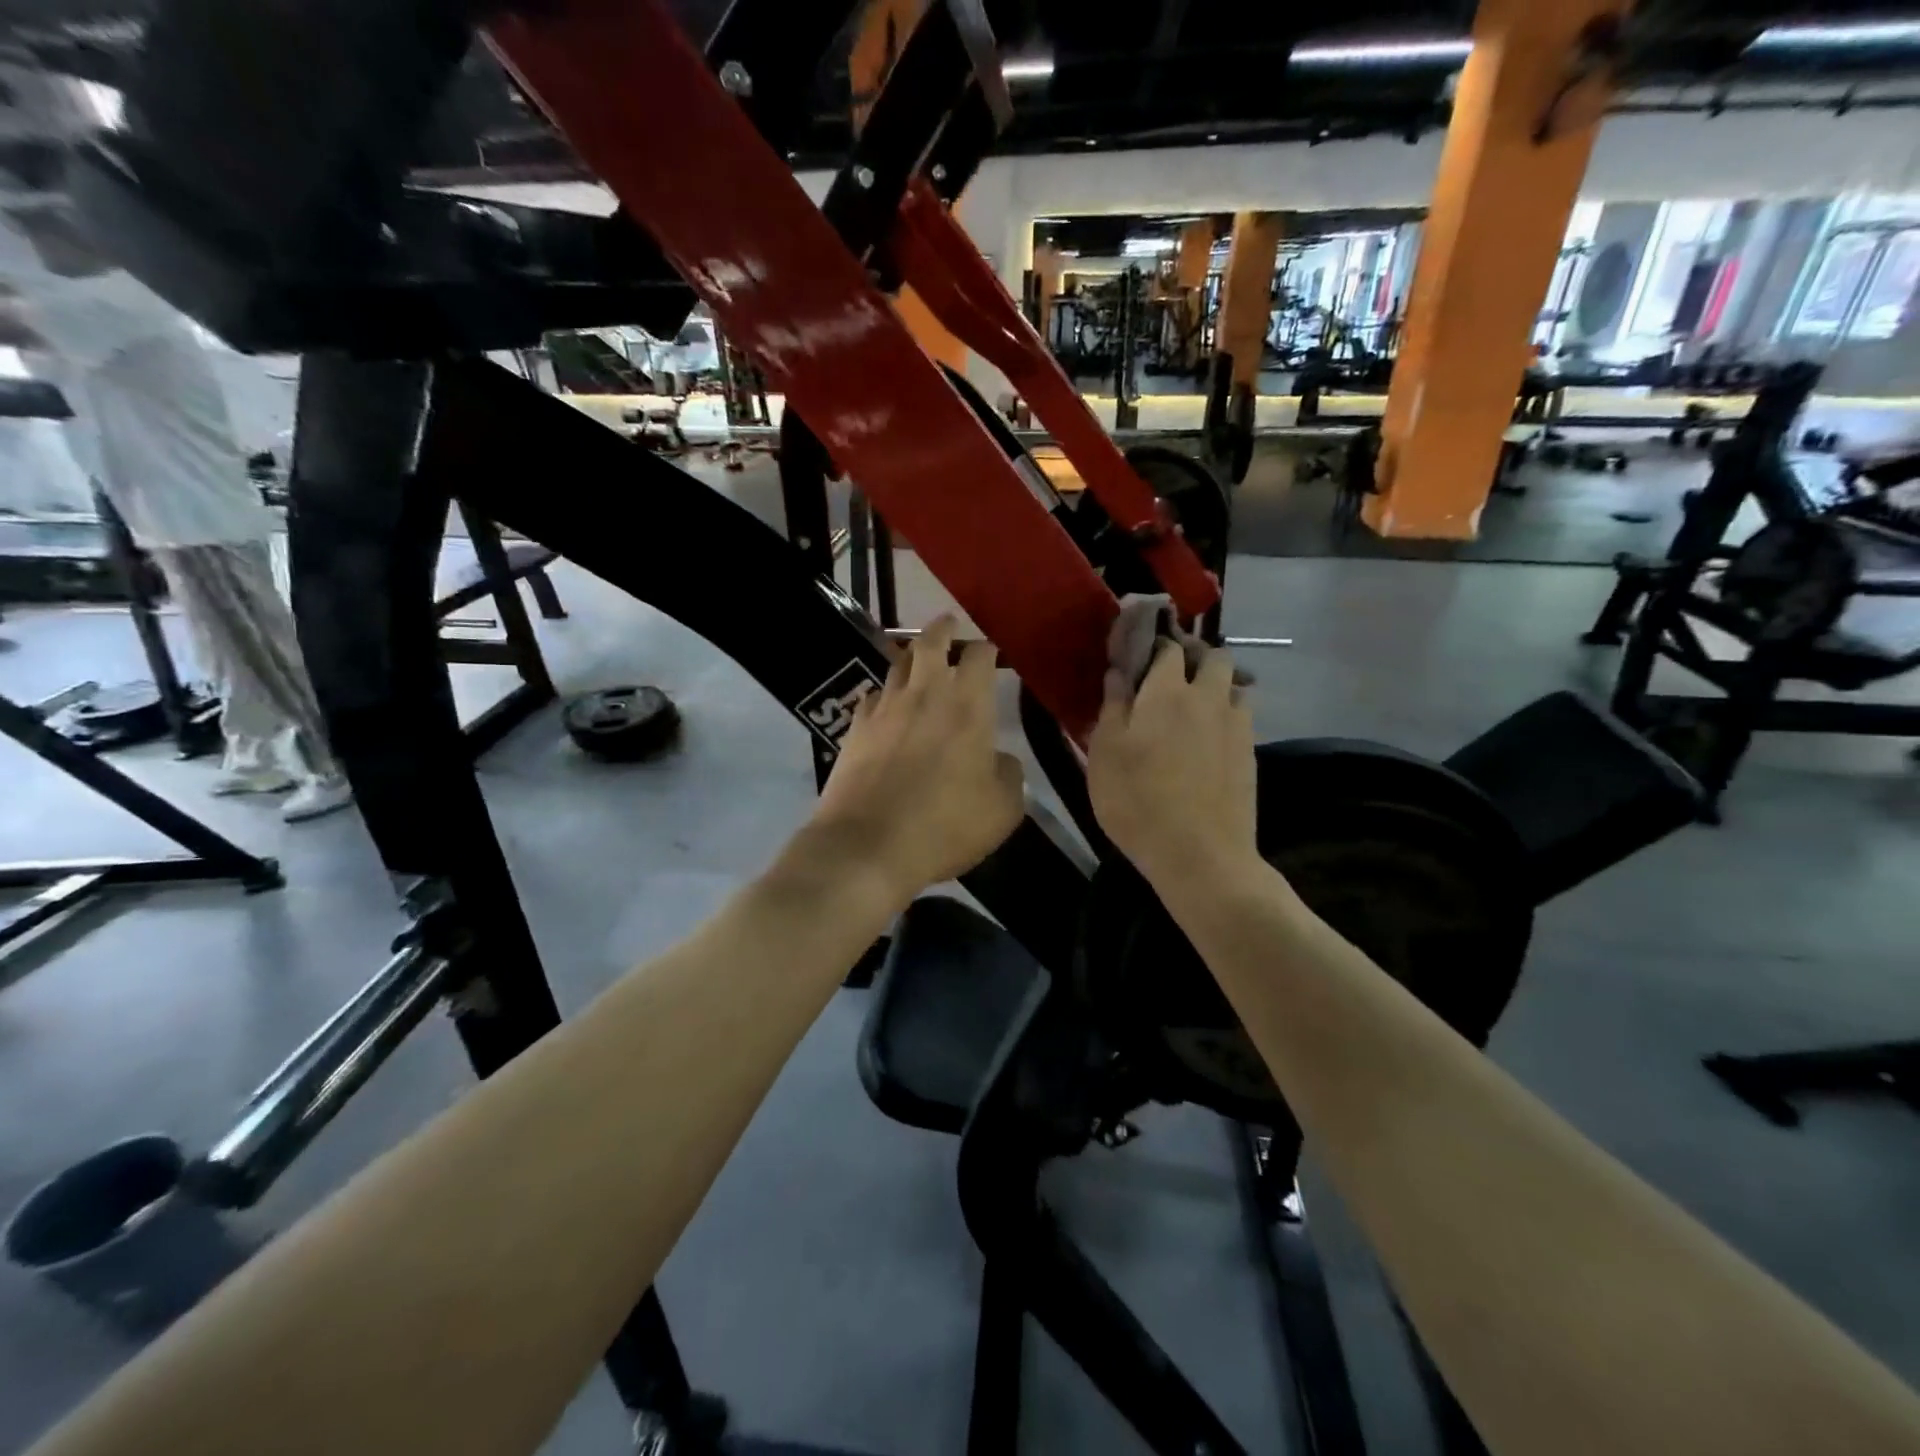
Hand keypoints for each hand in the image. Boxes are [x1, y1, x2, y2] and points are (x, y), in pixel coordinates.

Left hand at [807, 616, 1025, 904]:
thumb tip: (998, 758)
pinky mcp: (855, 729)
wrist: (867, 846)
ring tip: (918, 661)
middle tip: (949, 625)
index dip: (987, 649)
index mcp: (967, 707)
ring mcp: (884, 709)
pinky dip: (884, 695)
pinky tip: (887, 707)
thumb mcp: (1002, 809)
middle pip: (930, 643)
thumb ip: (1008, 775)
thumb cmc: (945, 826)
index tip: (992, 654)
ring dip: (911, 658)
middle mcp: (924, 695)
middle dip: (943, 629)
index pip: (979, 656)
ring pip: (897, 665)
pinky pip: (873, 697)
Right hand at [1086, 640, 1258, 890]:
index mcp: (1166, 692)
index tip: (1142, 652)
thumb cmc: (1137, 801)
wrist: (1199, 853)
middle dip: (1196, 655)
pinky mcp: (1250, 753)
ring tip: (1198, 703)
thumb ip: (1112, 706)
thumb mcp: (1105, 754)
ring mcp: (1236, 725)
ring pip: (1236, 684)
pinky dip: (1229, 713)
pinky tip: (1213, 736)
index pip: (1167, 647)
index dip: (1155, 644)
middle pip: (1214, 656)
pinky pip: (1243, 716)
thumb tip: (1118, 671)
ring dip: (1219, 683)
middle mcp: (1207, 697)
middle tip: (1174, 673)